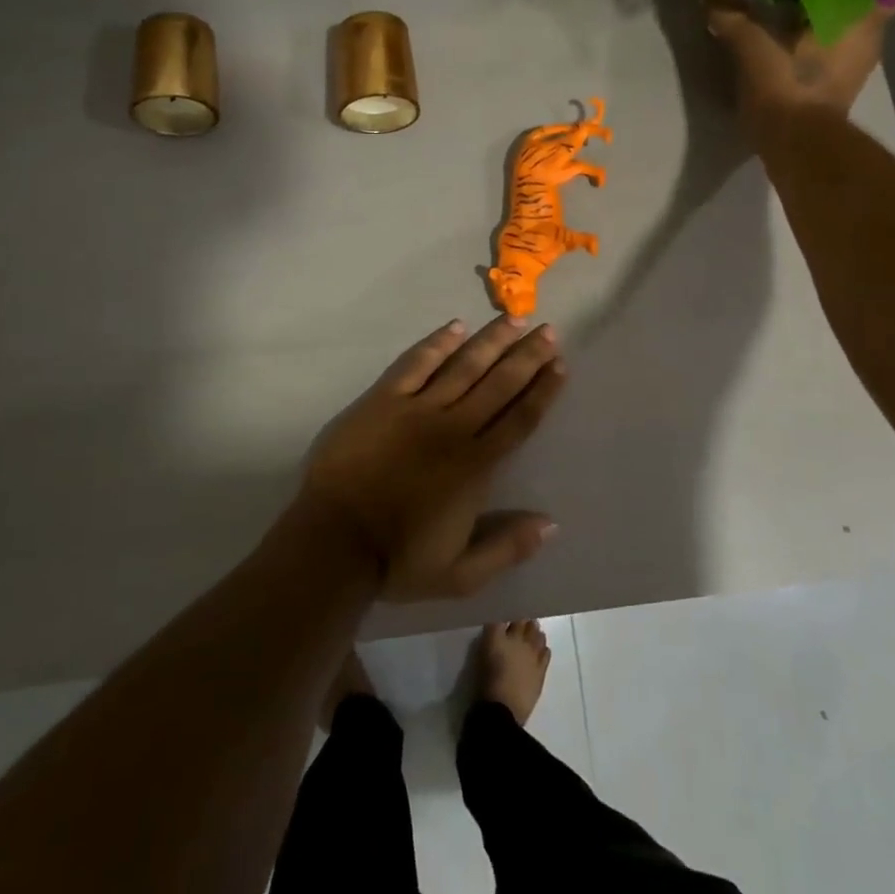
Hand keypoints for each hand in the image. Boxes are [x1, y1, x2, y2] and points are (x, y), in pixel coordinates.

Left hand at [300, 316, 566, 602]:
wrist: (334, 543)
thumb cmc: (397, 560)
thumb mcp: (460, 575)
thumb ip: (507, 548)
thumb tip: (552, 524)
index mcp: (476, 466)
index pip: (519, 419)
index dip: (542, 391)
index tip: (560, 365)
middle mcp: (453, 429)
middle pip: (499, 384)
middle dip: (527, 356)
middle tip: (549, 330)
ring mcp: (416, 410)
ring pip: (463, 367)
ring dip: (491, 342)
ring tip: (514, 319)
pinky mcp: (383, 401)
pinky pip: (415, 364)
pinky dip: (437, 344)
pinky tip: (456, 327)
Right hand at [704, 0, 891, 121]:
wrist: (797, 147)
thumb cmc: (787, 86)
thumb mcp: (752, 46)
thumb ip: (732, 16)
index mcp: (861, 17)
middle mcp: (869, 37)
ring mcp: (856, 64)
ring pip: (841, 23)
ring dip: (819, 11)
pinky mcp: (838, 85)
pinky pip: (829, 45)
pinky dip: (812, 35)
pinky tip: (788, 31)